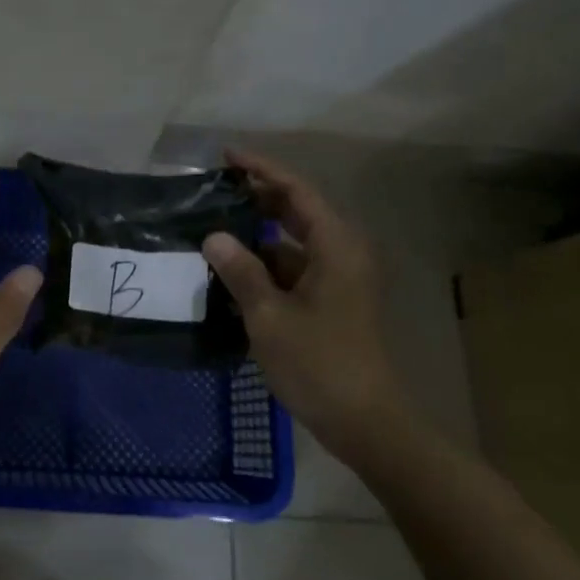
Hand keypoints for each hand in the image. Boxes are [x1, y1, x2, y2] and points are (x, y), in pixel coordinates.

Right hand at [201, 148, 405, 450]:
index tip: (226, 156)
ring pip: (293, 242)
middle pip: (297, 211)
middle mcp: (342, 253)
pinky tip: (232, 272)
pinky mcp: (332, 301)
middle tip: (214, 189)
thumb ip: (240, 271)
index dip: (261, 169)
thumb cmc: (320, 363)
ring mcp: (339, 278)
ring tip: (213, 230)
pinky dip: (266, 264)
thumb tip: (213, 237)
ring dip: (257, 235)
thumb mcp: (270, 316)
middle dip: (256, 197)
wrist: (367, 423)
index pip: (296, 191)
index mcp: (335, 246)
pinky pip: (294, 268)